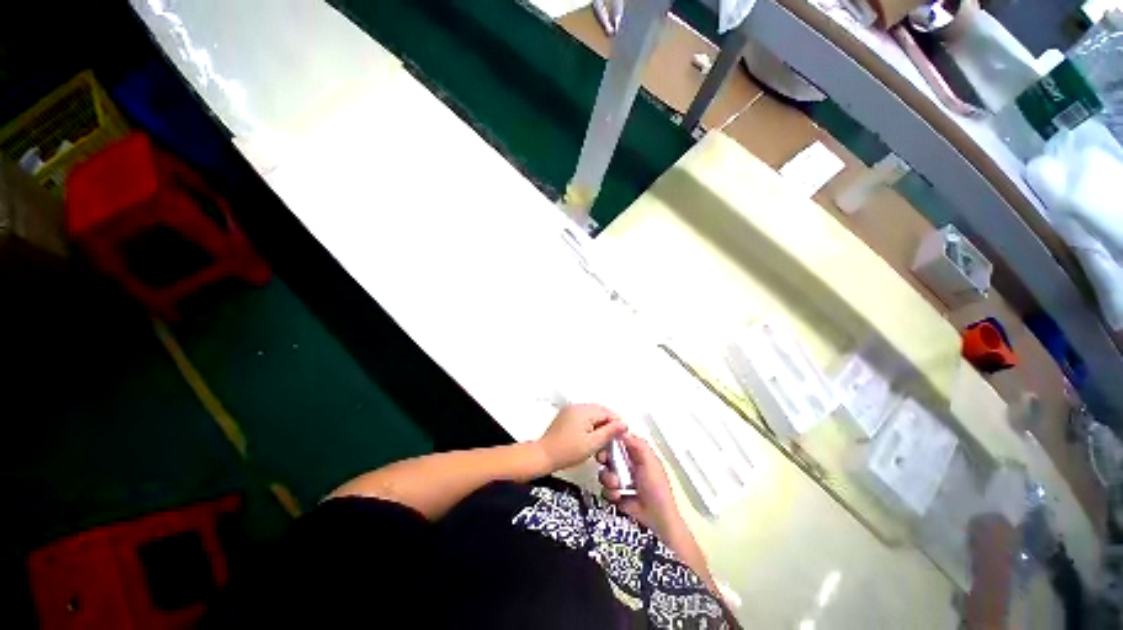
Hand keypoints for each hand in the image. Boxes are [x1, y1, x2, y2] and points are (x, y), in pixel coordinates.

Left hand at [537, 404, 625, 471]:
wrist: (544, 456)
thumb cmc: (566, 452)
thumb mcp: (592, 444)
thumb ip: (609, 432)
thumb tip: (623, 424)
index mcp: (583, 411)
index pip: (606, 411)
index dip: (616, 422)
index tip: (623, 433)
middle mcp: (576, 407)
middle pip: (599, 411)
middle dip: (608, 423)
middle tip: (615, 437)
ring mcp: (570, 410)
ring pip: (591, 413)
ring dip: (600, 423)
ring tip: (604, 439)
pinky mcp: (565, 416)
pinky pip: (583, 416)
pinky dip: (590, 424)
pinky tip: (592, 436)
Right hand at [597, 432, 680, 535]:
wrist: (657, 519)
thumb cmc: (657, 489)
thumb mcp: (650, 462)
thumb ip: (638, 445)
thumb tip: (623, 430)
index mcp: (637, 455)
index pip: (620, 441)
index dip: (610, 439)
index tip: (605, 440)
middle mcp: (627, 465)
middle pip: (608, 454)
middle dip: (604, 457)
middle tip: (603, 460)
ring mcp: (621, 480)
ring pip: (604, 471)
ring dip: (608, 478)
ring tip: (616, 485)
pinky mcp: (615, 493)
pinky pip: (604, 488)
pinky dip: (609, 492)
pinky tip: (618, 496)